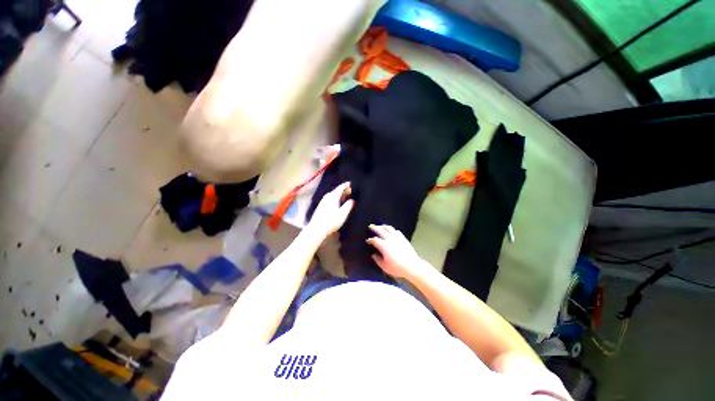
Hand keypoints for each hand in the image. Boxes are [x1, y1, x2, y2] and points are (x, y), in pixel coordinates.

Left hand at [306, 182, 354, 238]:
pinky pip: (331, 199)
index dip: (347, 185)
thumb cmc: (330, 221)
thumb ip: (349, 205)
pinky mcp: (321, 207)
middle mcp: (327, 197)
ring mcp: (323, 202)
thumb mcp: (342, 214)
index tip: (353, 183)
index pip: (341, 187)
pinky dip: (337, 199)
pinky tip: (340, 204)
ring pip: (334, 195)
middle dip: (345, 190)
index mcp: (332, 196)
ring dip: (341, 196)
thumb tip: (353, 200)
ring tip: (348, 198)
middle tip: (353, 192)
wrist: (316, 230)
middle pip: (337, 191)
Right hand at [367, 224, 427, 278]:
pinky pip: (396, 231)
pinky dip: (392, 229)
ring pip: (389, 228)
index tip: (367, 241)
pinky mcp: (403, 239)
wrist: (412, 266)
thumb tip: (373, 255)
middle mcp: (390, 239)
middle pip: (380, 230)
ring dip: (383, 226)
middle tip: (370, 226)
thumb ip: (377, 260)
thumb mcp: (384, 266)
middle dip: (374, 227)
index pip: (375, 240)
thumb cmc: (397, 268)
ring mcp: (397, 238)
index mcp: (383, 246)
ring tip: (380, 226)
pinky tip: (391, 231)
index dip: (370, 240)